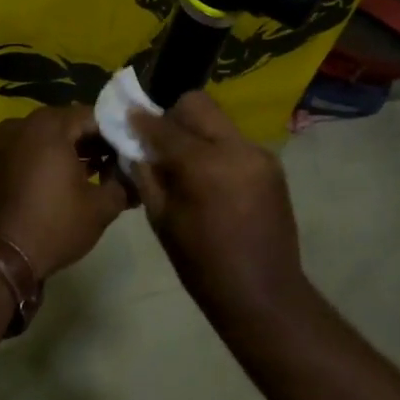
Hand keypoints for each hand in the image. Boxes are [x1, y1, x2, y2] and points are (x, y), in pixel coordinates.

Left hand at [0, 104, 132, 280]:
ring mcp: (7, 140)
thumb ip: (124, 183)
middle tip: (117, 163)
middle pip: (71, 123)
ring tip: (99, 173)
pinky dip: (52, 157)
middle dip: (96, 141)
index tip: (131, 154)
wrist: (3, 256)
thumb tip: (135, 176)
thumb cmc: (56, 224)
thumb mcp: (102, 206)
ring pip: (51, 135)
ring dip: (75, 150)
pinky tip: (71, 179)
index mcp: (51, 125)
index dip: (116, 134)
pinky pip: (33, 148)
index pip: (95, 116)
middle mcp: (25, 123)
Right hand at [130, 92, 309, 323]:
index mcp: (204, 165)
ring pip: (218, 121)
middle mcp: (236, 148)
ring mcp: (259, 153)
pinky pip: (235, 141)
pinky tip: (211, 177)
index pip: (165, 126)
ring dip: (196, 132)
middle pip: (198, 105)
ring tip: (185, 162)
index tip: (127, 116)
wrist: (264, 294)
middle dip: (173, 116)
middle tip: (159, 140)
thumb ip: (146, 175)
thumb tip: (133, 146)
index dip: (142, 120)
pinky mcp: (272, 164)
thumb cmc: (203, 265)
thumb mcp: (161, 220)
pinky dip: (217, 148)